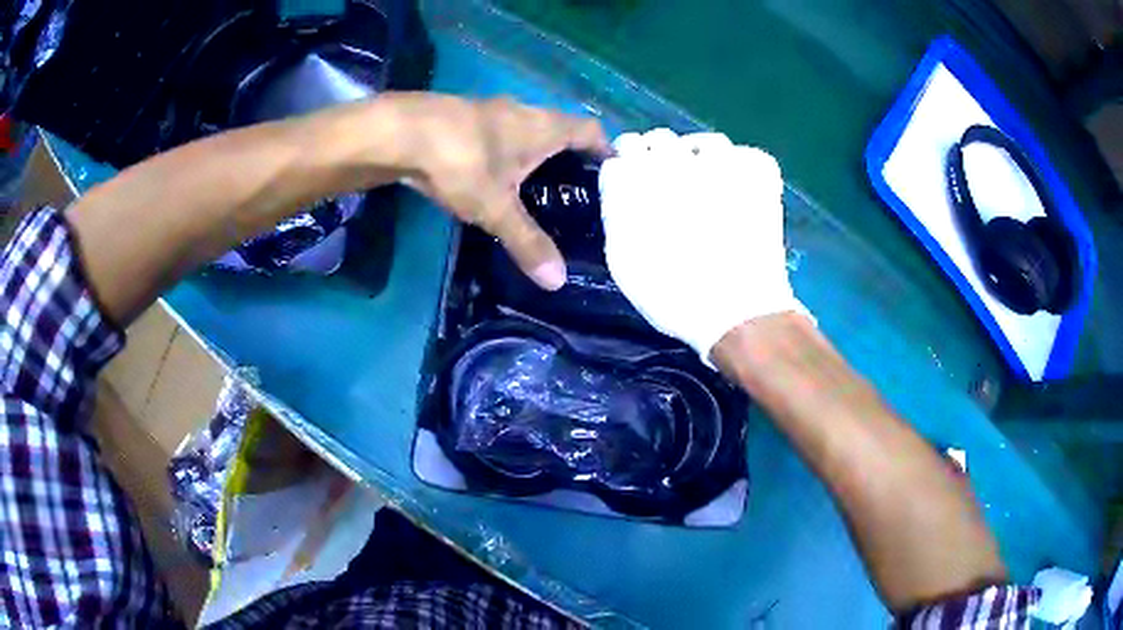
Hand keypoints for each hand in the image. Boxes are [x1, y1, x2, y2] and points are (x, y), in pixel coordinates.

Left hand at [389, 94, 611, 289]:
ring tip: (539, 189)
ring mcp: (489, 112)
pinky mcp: (461, 120)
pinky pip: (498, 136)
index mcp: (543, 126)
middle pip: (559, 128)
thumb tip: (558, 282)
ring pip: (525, 131)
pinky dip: (505, 154)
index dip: (605, 148)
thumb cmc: (460, 161)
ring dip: (534, 153)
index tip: (612, 173)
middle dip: (571, 155)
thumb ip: (527, 242)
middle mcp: (522, 111)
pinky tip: (495, 179)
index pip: (590, 129)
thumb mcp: (496, 207)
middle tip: (577, 191)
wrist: (396, 133)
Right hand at [599, 129, 805, 361]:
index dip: (627, 164)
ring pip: (704, 143)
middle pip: (660, 138)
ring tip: (707, 186)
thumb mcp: (623, 260)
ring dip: (699, 159)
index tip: (633, 179)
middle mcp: (678, 161)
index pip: (624, 149)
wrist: (739, 312)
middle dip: (658, 157)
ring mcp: (724, 162)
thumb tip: (621, 182)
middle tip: (670, 185)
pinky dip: (739, 167)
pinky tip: (738, 191)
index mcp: (640, 181)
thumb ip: (617, 212)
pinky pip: (744, 153)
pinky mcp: (759, 171)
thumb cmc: (673, 295)